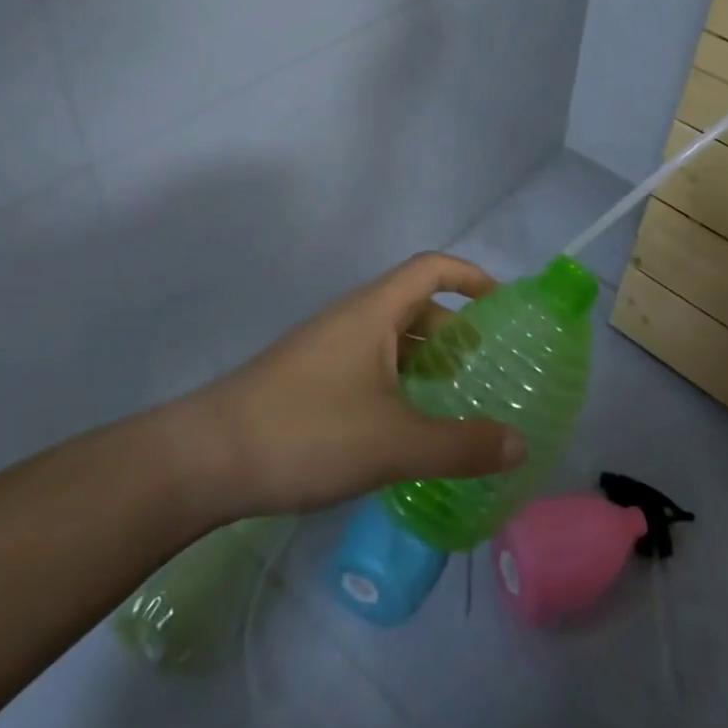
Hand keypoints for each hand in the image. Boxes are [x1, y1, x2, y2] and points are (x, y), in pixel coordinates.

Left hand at [193, 252, 527, 516]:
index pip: (432, 268)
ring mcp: (327, 348)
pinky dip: (399, 382)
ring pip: (391, 339)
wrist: (206, 459)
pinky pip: (370, 365)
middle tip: (488, 368)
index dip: (472, 276)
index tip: (504, 306)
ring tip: (456, 400)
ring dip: (427, 360)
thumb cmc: (308, 432)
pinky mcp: (310, 379)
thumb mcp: (395, 443)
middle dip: (455, 329)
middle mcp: (352, 319)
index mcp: (374, 311)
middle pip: (415, 305)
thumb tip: (520, 444)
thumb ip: (461, 446)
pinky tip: (406, 427)